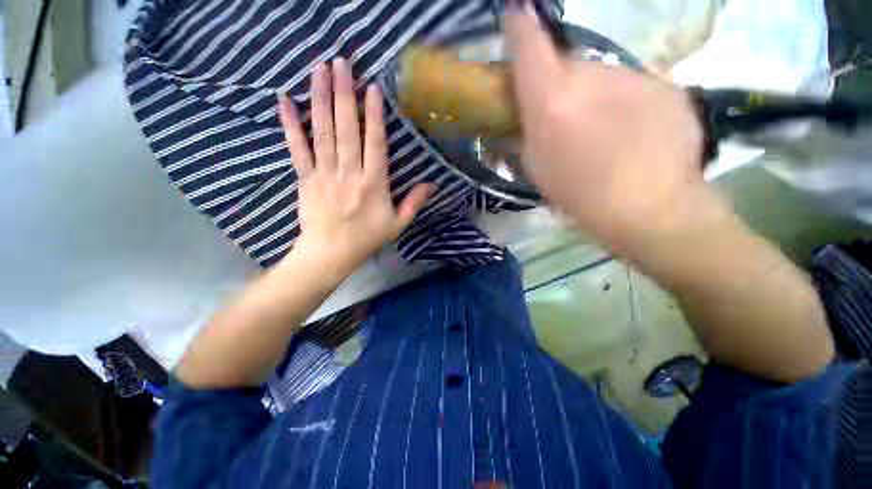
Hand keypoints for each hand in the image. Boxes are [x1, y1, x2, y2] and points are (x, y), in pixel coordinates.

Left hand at [277, 59, 432, 274]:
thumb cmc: (366, 239)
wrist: (330, 254)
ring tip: (319, 70)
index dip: (373, 116)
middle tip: (341, 63)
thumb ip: (414, 203)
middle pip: (346, 130)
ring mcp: (324, 174)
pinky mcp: (305, 178)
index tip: (372, 88)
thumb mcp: (397, 225)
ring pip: (322, 132)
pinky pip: (297, 148)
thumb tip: (431, 184)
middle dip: (344, 94)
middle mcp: (349, 174)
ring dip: (320, 99)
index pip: (374, 144)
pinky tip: (284, 100)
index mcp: (373, 184)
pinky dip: (290, 124)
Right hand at [505, 5, 715, 256]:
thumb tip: (525, 111)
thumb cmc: (580, 196)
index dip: (519, 27)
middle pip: (567, 66)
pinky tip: (631, 136)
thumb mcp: (536, 169)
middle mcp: (591, 77)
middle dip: (560, 86)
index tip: (515, 15)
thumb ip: (525, 132)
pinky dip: (624, 106)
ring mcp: (633, 77)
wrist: (651, 209)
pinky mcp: (665, 85)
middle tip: (565, 119)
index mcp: (552, 101)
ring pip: (601, 78)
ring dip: (593, 98)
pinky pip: (631, 89)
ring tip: (601, 135)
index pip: (530, 45)